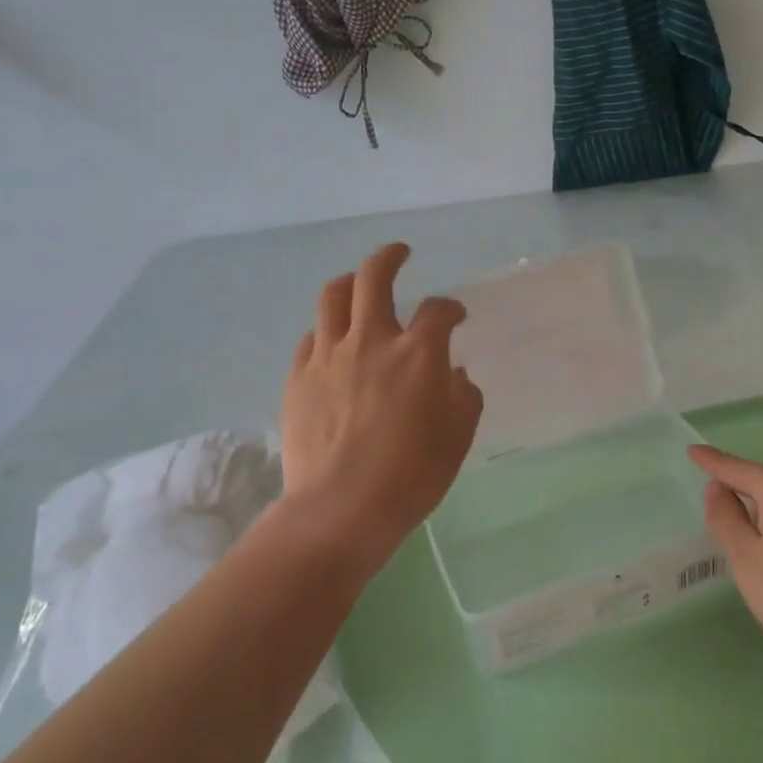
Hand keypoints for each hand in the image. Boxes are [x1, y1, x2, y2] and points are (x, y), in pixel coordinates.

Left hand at [280, 243, 483, 563]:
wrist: (342, 508)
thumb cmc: (412, 475)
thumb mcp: (458, 438)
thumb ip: (463, 397)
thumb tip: (455, 374)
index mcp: (418, 353)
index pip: (438, 310)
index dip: (451, 308)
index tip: (455, 316)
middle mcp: (372, 341)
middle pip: (374, 277)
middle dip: (389, 257)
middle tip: (399, 254)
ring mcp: (329, 356)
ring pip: (333, 297)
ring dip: (350, 283)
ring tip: (358, 285)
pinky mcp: (299, 377)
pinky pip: (312, 338)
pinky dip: (327, 331)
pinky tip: (334, 344)